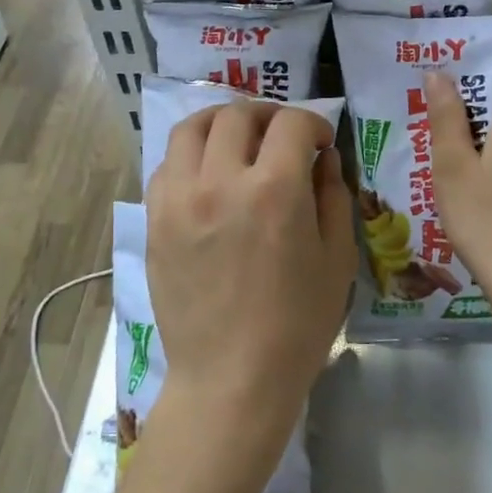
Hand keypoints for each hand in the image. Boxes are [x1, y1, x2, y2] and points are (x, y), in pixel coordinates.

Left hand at [145, 102, 354, 453]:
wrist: (231, 378)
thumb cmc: (297, 324)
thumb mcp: (337, 257)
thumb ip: (333, 195)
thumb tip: (323, 157)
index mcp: (274, 190)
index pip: (291, 124)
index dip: (314, 123)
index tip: (321, 142)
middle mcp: (220, 181)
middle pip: (237, 114)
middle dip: (268, 114)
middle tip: (282, 135)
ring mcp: (179, 199)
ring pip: (191, 128)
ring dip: (221, 122)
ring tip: (238, 139)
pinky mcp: (155, 220)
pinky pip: (166, 164)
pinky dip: (190, 155)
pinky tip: (207, 174)